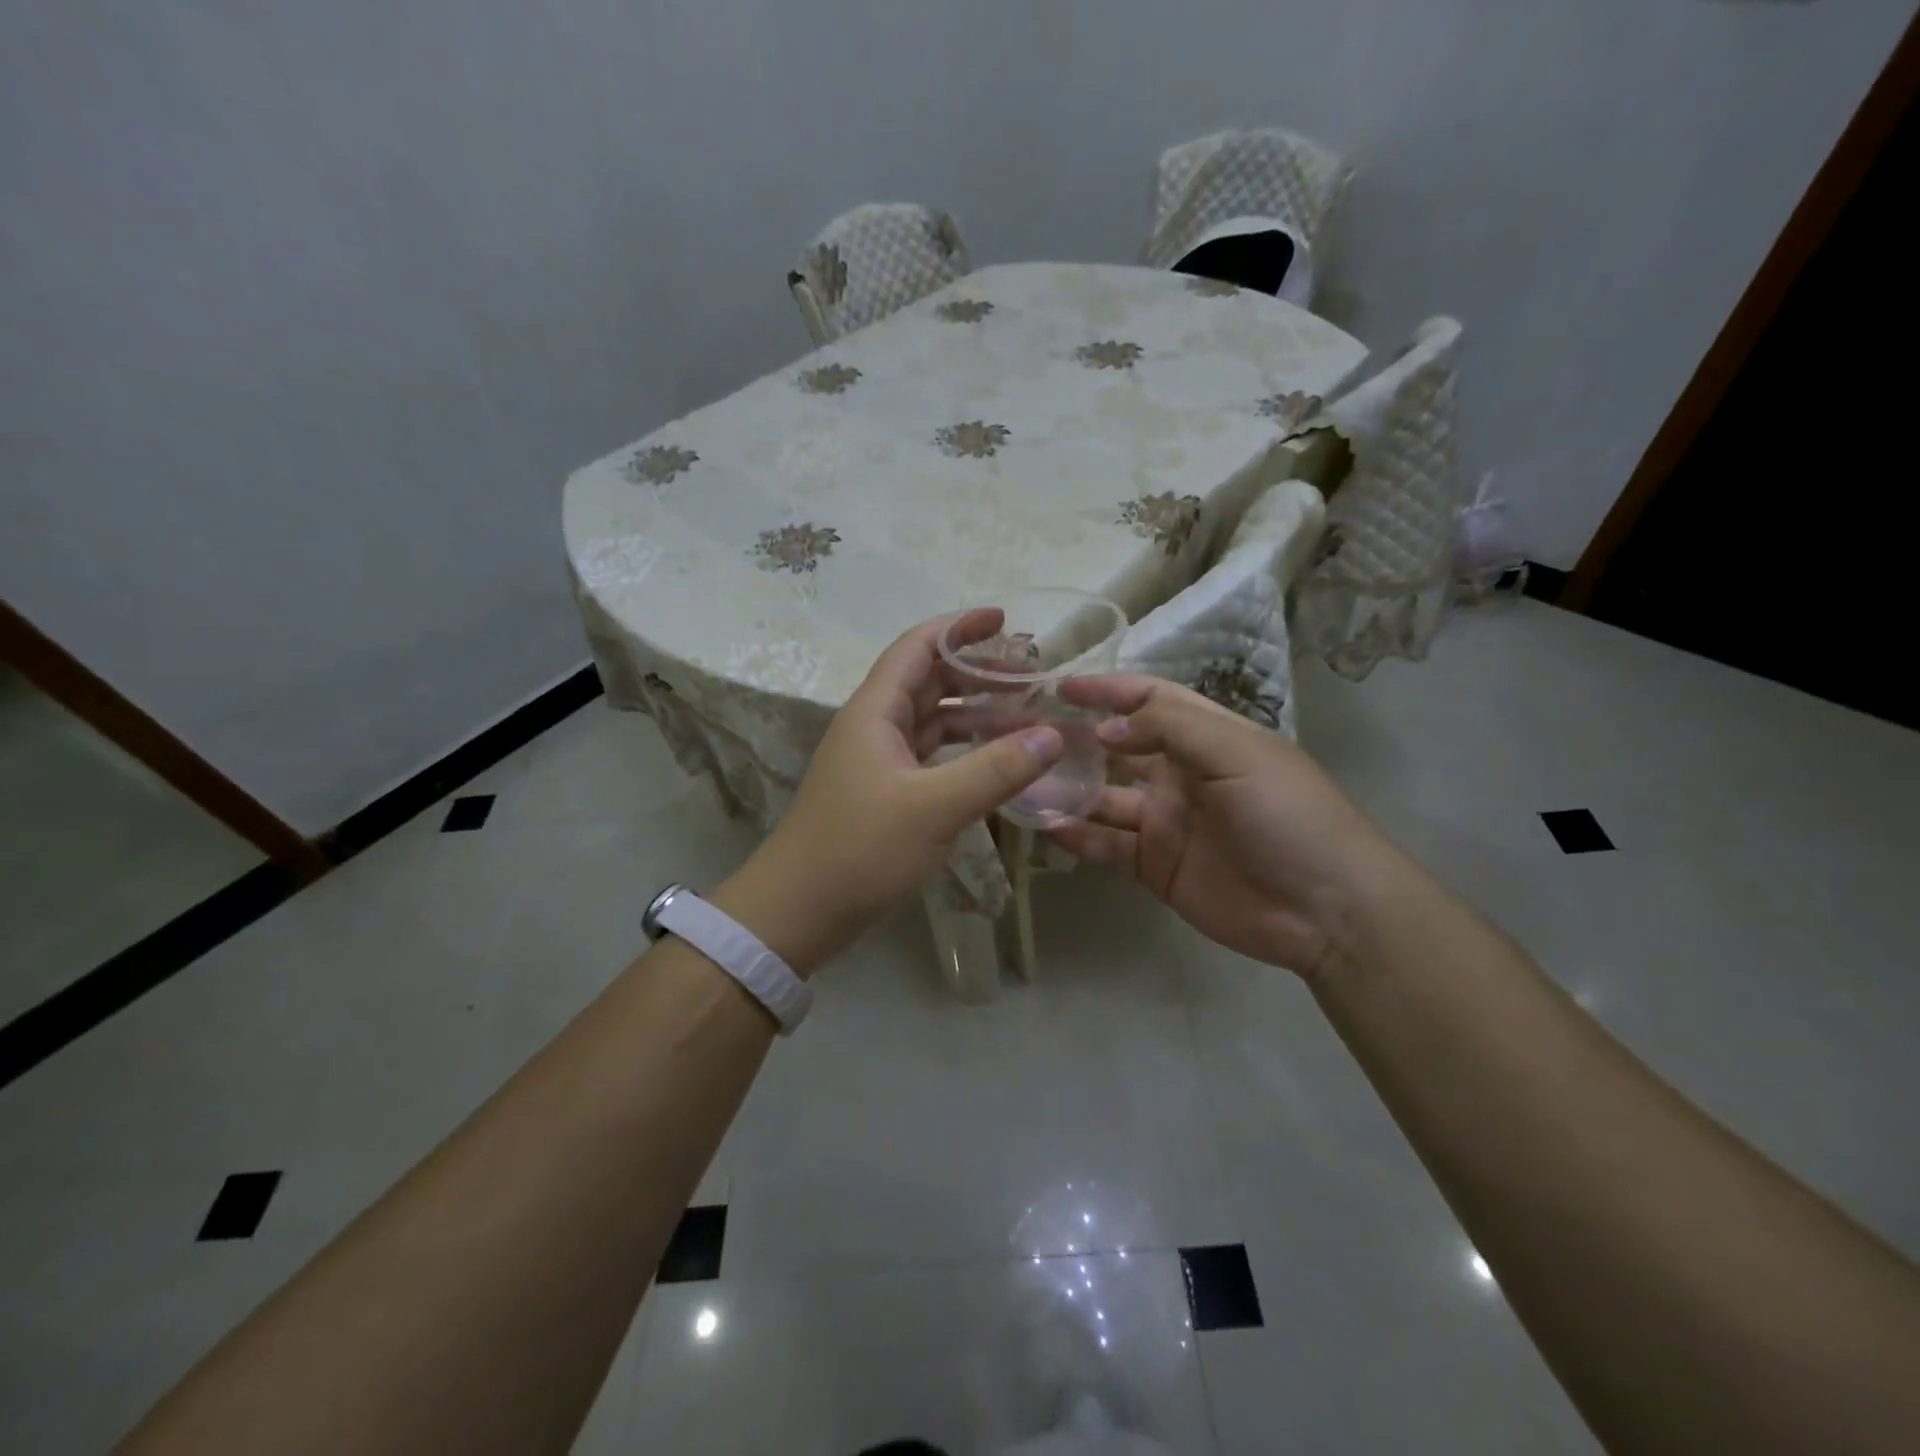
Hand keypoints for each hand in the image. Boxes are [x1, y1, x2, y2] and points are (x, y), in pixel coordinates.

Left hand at [716, 610, 1062, 975]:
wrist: (798, 911)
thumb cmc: (860, 849)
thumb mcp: (934, 807)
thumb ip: (995, 769)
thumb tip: (1053, 735)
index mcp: (876, 711)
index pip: (918, 647)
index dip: (960, 628)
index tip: (1006, 621)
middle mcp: (874, 727)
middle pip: (929, 682)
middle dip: (978, 673)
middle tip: (1032, 676)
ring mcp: (878, 762)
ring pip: (932, 722)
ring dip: (976, 715)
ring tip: (1027, 718)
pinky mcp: (884, 794)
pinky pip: (931, 757)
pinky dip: (964, 752)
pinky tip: (996, 763)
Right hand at [1047, 674, 1402, 980]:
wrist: (1326, 910)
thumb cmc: (1288, 815)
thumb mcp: (1239, 754)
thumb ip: (1170, 729)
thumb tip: (1104, 728)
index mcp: (1205, 738)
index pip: (1149, 701)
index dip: (1108, 691)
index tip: (1062, 688)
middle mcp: (1178, 774)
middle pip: (1116, 748)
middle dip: (1073, 739)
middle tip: (1023, 733)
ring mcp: (1164, 822)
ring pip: (1102, 798)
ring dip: (1066, 789)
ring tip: (1021, 780)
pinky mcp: (1154, 865)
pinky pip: (1106, 845)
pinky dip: (1076, 835)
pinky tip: (1045, 826)